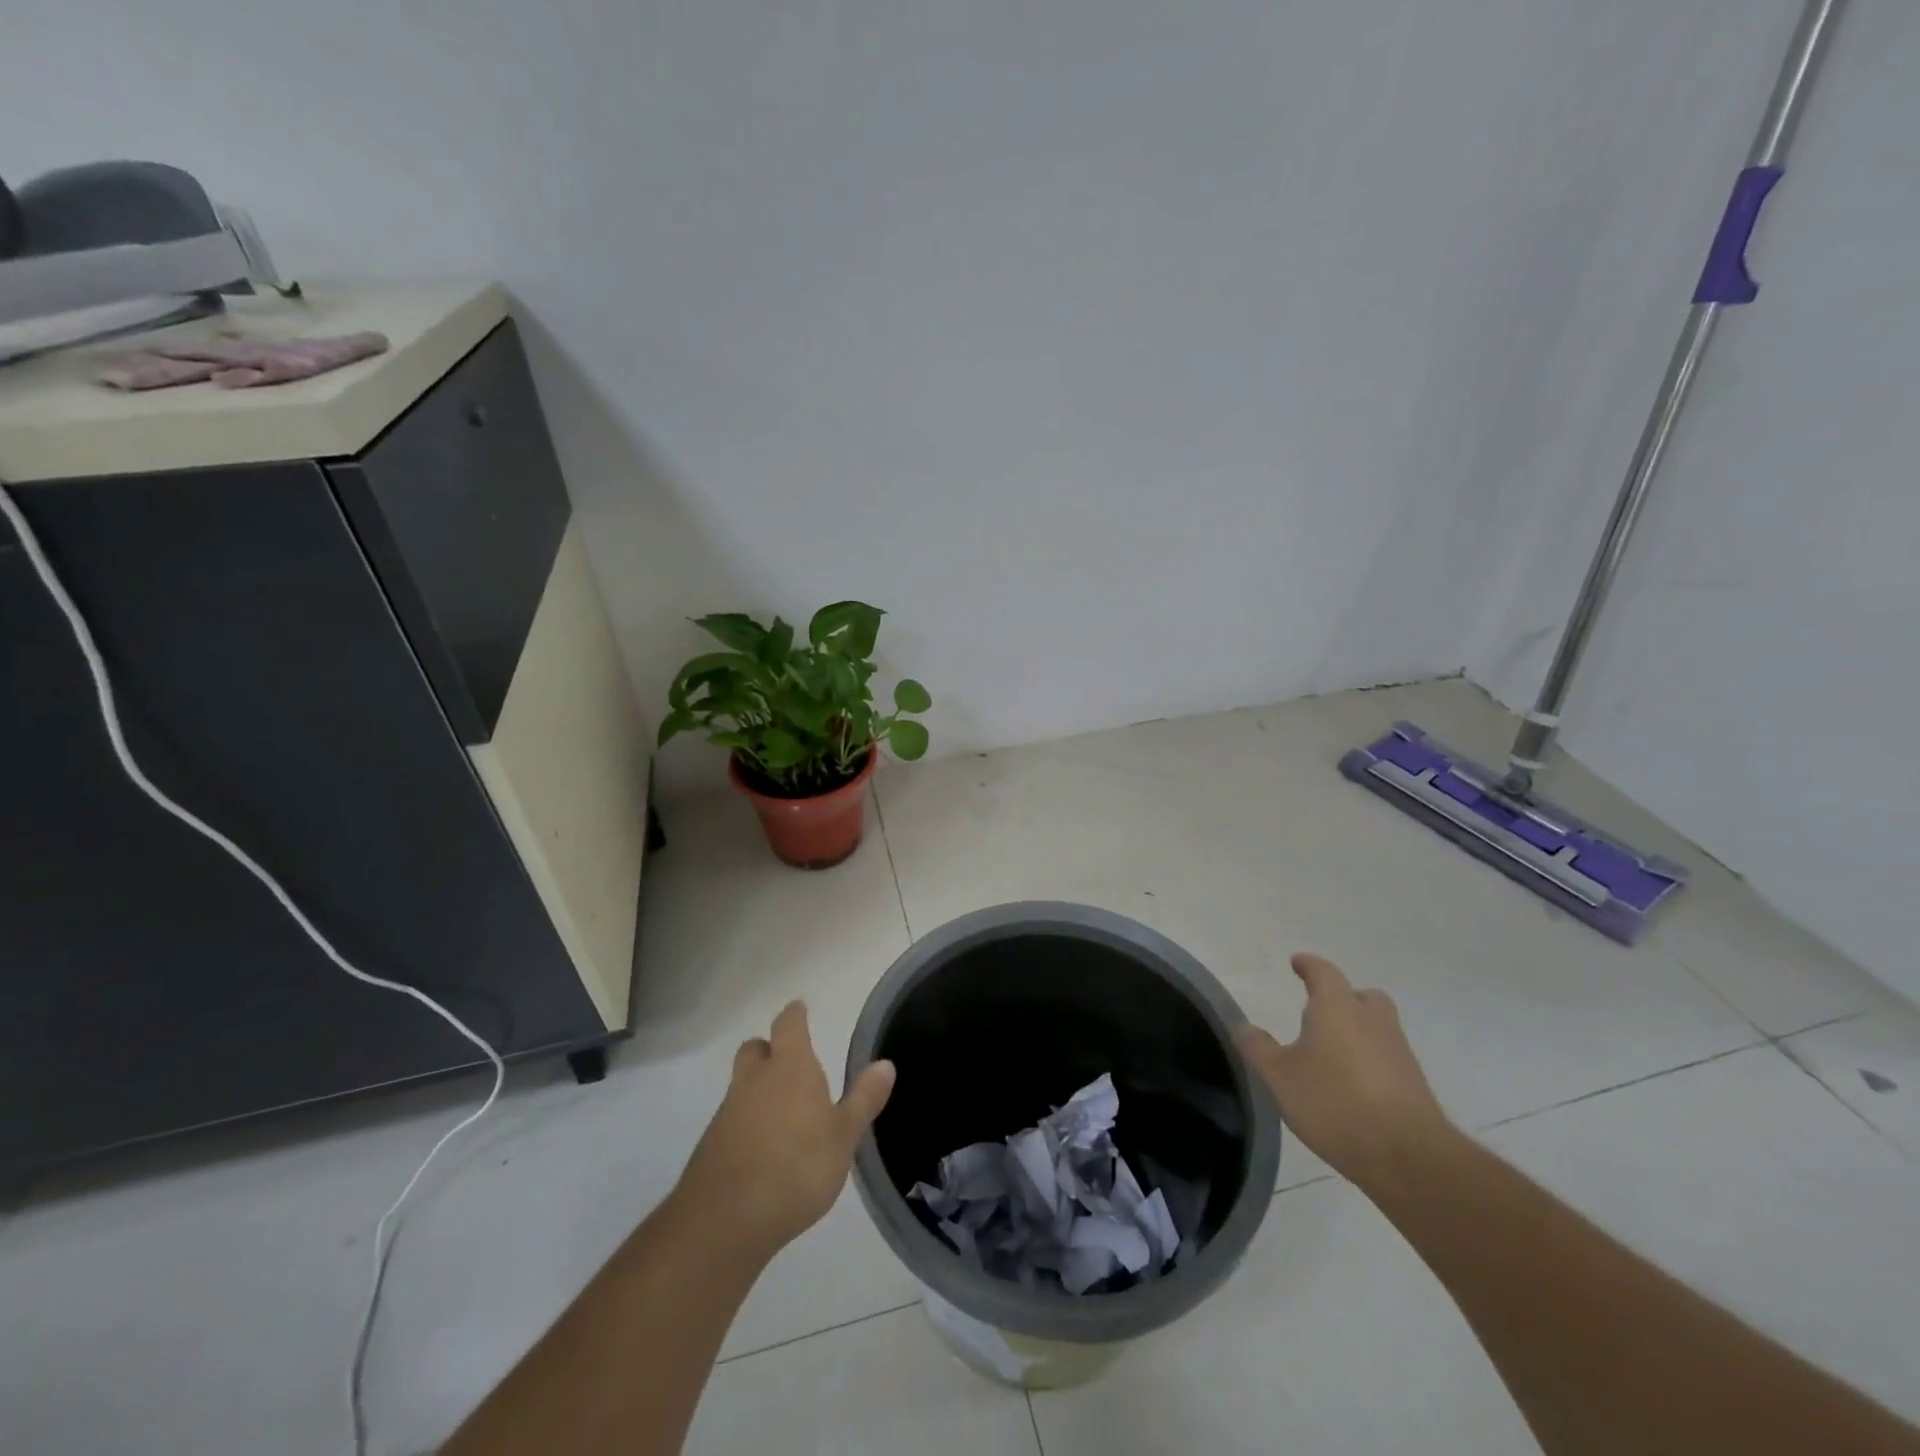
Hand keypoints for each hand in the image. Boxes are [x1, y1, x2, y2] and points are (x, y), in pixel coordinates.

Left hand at [673, 1001, 895, 1259]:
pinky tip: (763, 1150)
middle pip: (756, 1049)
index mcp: (790, 1067)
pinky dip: (746, 1123)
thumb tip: (885, 1064)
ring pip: (742, 1085)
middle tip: (788, 1062)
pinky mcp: (712, 1145)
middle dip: (769, 1050)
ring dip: (758, 1090)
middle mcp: (754, 1080)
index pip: (789, 1024)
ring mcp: (728, 1112)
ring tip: (783, 1114)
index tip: (800, 1009)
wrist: (725, 1220)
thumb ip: (864, 1099)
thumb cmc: (797, 1167)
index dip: (795, 1015)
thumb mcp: (844, 1135)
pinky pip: (732, 1119)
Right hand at [1236, 953, 1450, 1188]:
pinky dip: (1370, 1059)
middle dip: (1342, 998)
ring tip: (1332, 1052)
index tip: (1297, 963)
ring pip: (1378, 1026)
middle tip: (1320, 1010)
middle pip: (1362, 996)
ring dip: (1358, 1030)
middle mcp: (1373, 1021)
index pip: (1324, 973)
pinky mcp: (1414, 1084)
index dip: (1309, 965)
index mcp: (1338, 1008)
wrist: (1407, 1157)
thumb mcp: (1280, 1077)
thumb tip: (1243, 1026)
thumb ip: (1259, 1048)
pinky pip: (1387, 1057)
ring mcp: (1398, 1052)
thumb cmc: (1334, 1103)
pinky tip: (1352, 1084)